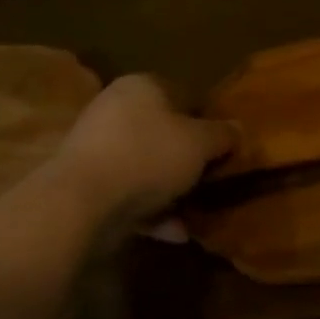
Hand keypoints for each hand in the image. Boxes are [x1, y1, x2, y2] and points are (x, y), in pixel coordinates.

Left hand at [54, 75, 236, 239]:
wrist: (81, 203)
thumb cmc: (148, 156)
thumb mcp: (200, 143)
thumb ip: (222, 135)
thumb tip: (238, 129)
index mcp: (141, 86)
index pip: (181, 93)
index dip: (205, 118)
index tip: (221, 144)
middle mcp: (114, 110)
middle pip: (162, 131)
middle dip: (186, 157)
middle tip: (210, 176)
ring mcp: (95, 148)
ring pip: (145, 165)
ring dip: (170, 189)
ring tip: (196, 210)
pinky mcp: (84, 185)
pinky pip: (127, 193)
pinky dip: (151, 211)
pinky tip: (176, 232)